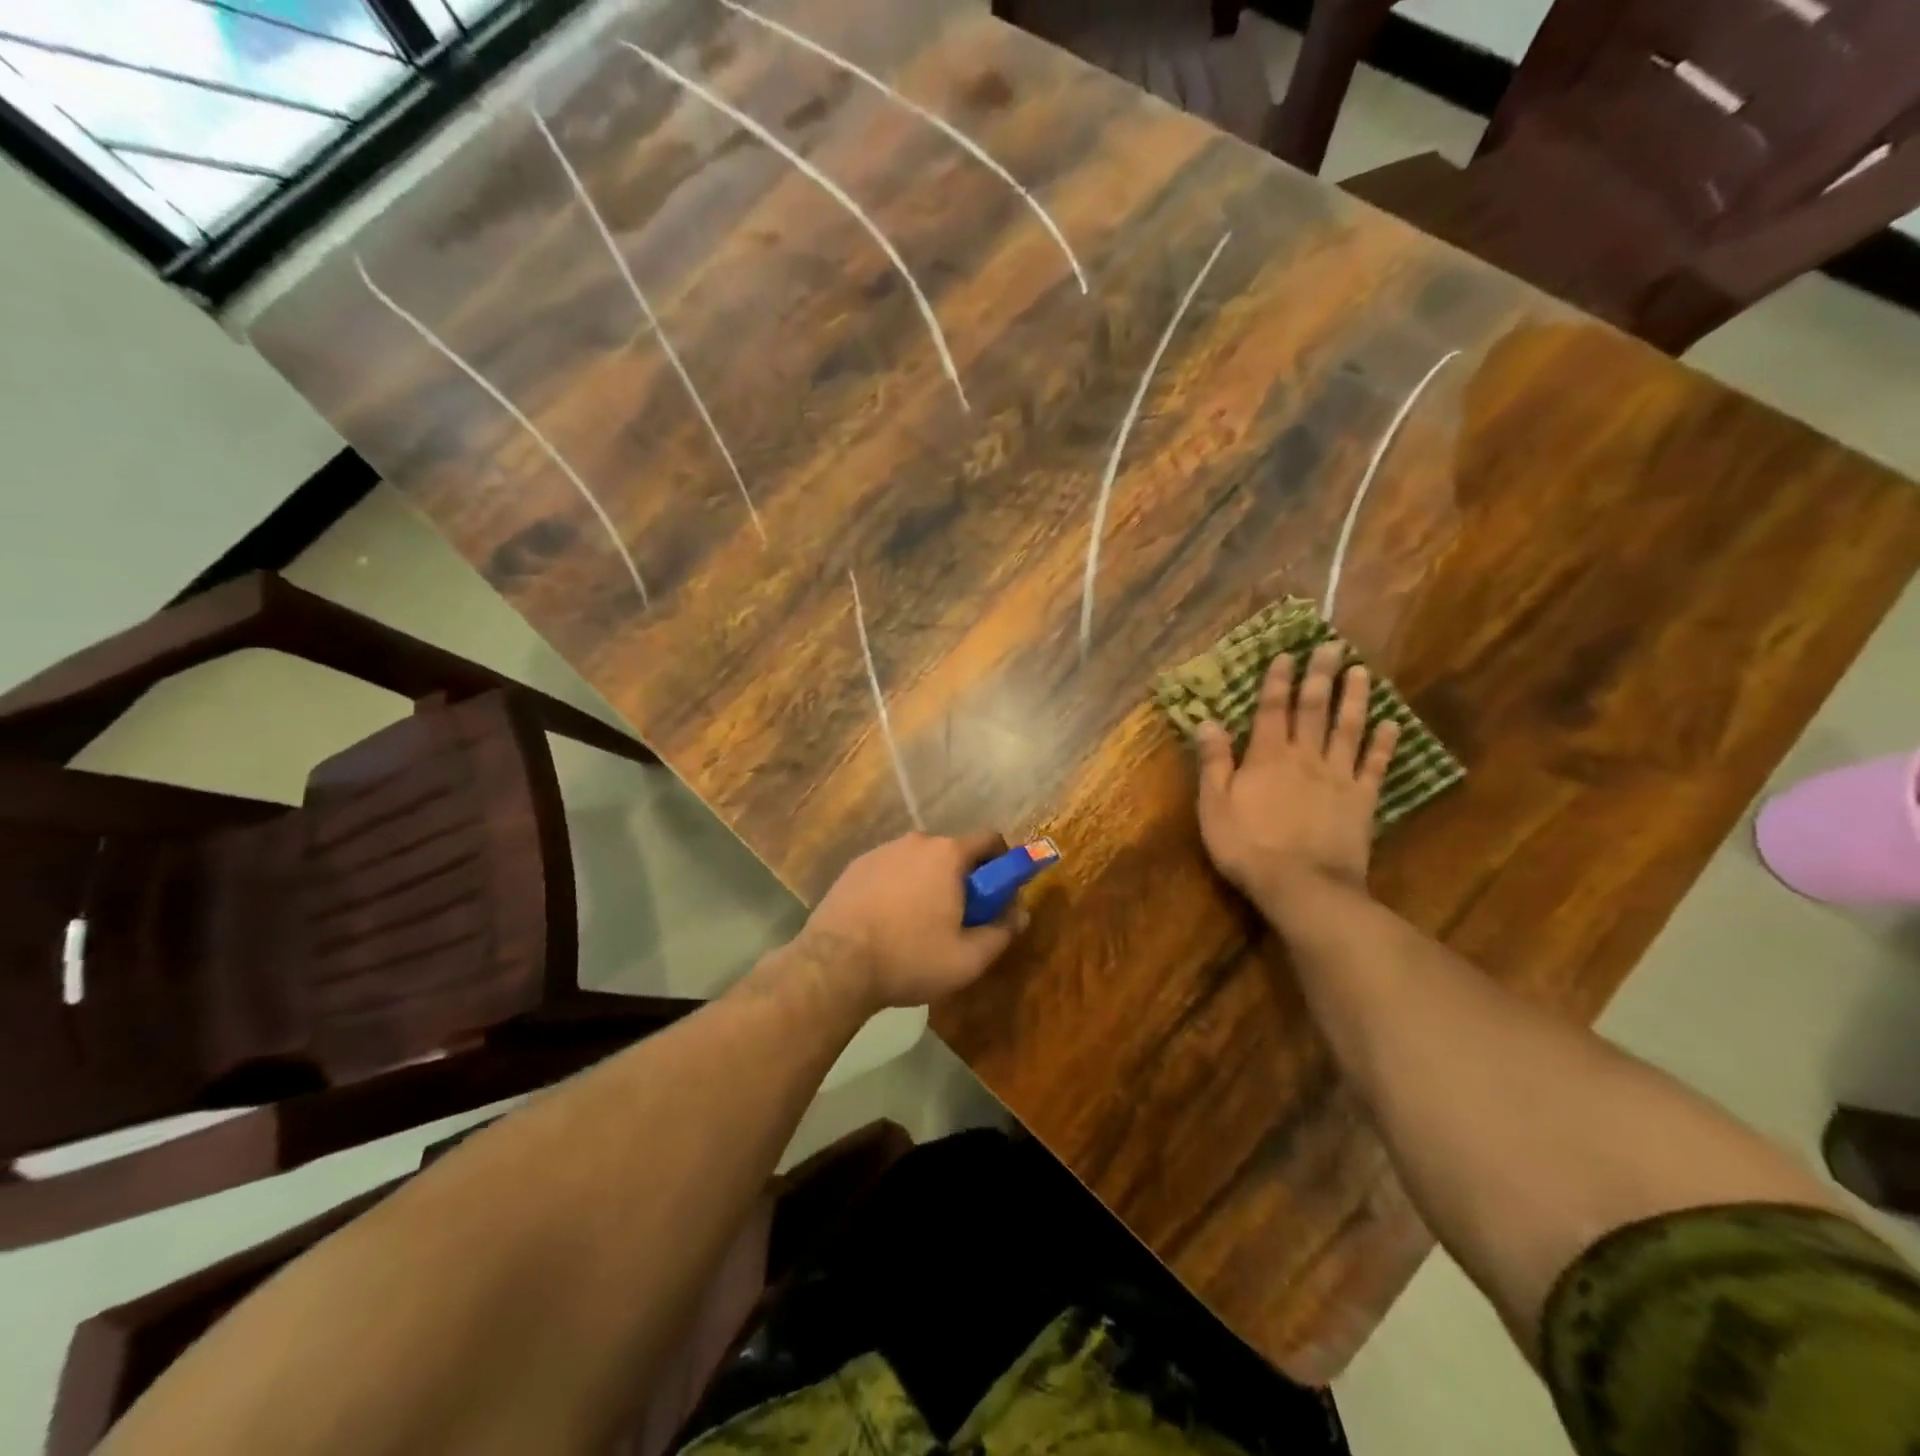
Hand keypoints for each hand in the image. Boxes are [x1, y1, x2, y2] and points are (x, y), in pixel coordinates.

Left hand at [804, 830, 1027, 1009]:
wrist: (834, 965)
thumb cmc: (909, 959)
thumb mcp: (968, 959)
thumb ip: (1001, 932)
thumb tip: (1020, 914)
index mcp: (948, 854)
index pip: (990, 839)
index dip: (1001, 864)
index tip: (997, 894)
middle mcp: (916, 841)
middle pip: (953, 852)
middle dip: (962, 879)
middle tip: (959, 919)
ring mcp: (882, 851)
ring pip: (919, 861)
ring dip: (928, 883)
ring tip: (918, 926)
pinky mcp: (856, 866)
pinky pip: (891, 870)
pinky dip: (898, 888)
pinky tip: (887, 922)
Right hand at [1194, 642, 1399, 909]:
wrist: (1301, 886)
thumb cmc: (1248, 847)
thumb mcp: (1214, 806)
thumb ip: (1214, 762)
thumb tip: (1207, 721)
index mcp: (1267, 757)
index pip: (1272, 709)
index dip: (1278, 681)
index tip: (1286, 655)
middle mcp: (1305, 757)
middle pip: (1313, 709)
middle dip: (1320, 676)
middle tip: (1331, 646)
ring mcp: (1338, 776)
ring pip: (1348, 728)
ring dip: (1354, 698)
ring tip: (1361, 671)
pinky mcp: (1362, 799)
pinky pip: (1376, 765)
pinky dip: (1385, 743)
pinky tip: (1392, 724)